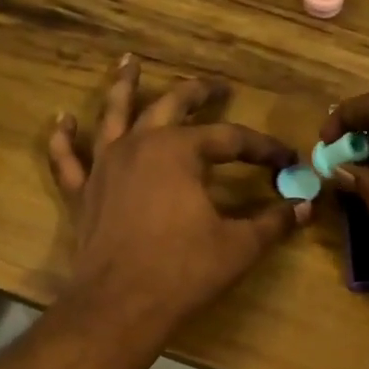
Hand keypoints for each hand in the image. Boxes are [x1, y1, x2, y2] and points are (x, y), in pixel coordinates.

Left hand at [48, 58, 310, 345]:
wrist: (119, 306)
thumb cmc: (182, 272)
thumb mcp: (238, 246)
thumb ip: (273, 222)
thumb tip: (306, 206)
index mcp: (179, 151)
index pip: (229, 139)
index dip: (261, 148)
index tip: (285, 160)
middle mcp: (139, 145)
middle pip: (171, 106)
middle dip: (198, 93)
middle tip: (217, 87)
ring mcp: (104, 166)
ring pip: (114, 115)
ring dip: (124, 87)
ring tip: (129, 62)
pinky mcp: (82, 193)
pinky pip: (67, 159)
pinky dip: (64, 138)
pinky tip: (63, 120)